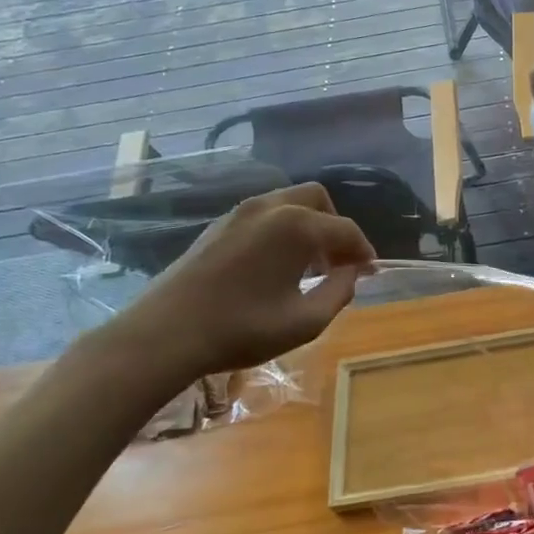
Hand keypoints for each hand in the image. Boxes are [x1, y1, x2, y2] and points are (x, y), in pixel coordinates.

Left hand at [116, 184, 376, 383]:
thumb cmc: (242, 329)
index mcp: (298, 226)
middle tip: (338, 263)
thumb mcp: (306, 321)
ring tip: (308, 266)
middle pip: (319, 200)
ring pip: (290, 203)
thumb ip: (340, 292)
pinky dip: (282, 230)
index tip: (370, 273)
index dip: (363, 251)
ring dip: (309, 226)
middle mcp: (272, 207)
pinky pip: (265, 215)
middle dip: (336, 228)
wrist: (164, 334)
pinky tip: (276, 265)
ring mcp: (240, 212)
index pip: (346, 230)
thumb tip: (352, 273)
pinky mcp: (218, 225)